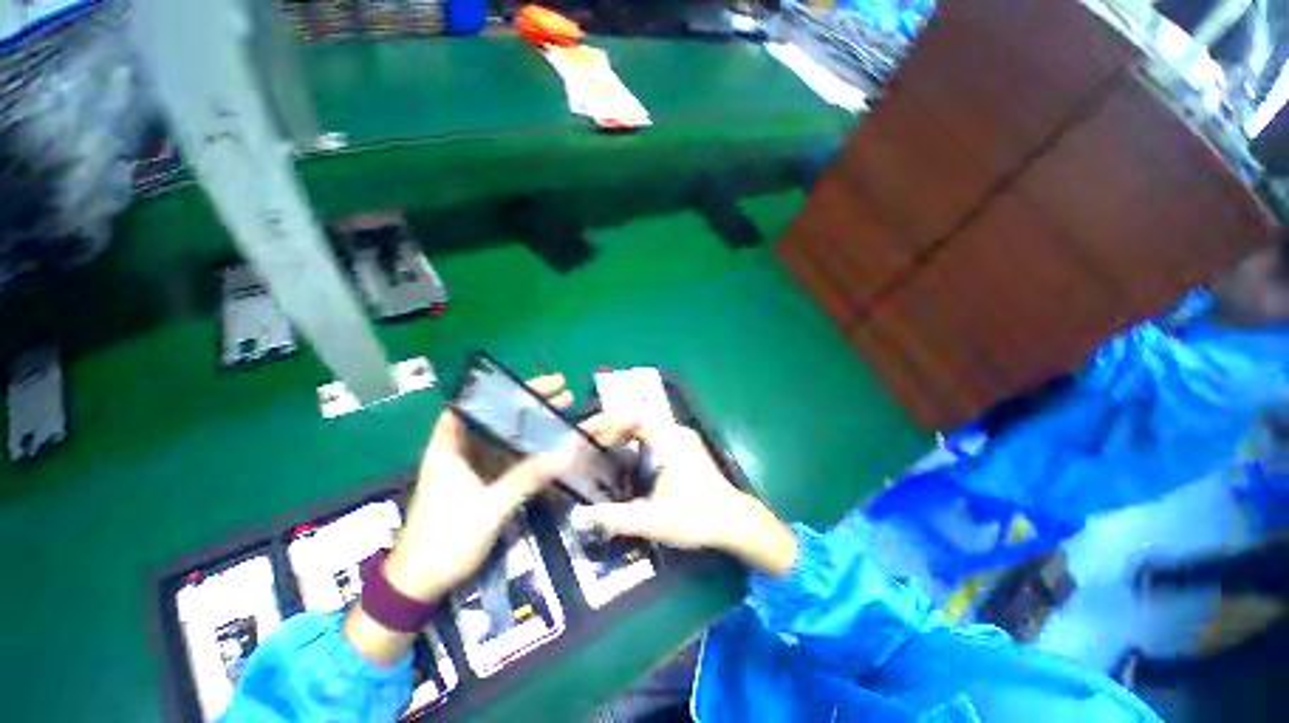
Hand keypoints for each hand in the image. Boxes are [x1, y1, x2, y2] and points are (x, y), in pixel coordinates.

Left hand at [383, 374, 574, 602]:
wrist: (420, 584)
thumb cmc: (445, 540)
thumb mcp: (490, 507)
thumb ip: (527, 477)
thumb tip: (566, 452)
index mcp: (449, 448)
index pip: (469, 405)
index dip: (497, 389)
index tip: (529, 382)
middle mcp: (460, 451)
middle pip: (495, 417)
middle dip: (528, 403)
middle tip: (560, 390)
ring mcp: (472, 468)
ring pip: (505, 436)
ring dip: (531, 424)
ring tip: (563, 409)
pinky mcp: (482, 483)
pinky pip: (509, 457)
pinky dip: (528, 448)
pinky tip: (549, 442)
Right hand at [576, 419, 797, 575]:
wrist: (735, 522)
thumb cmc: (696, 517)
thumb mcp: (653, 520)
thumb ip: (615, 518)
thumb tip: (578, 517)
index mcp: (668, 439)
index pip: (632, 415)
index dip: (606, 420)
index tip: (585, 433)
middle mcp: (676, 431)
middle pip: (637, 416)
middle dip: (611, 427)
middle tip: (589, 444)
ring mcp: (682, 438)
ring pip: (646, 424)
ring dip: (623, 432)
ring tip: (602, 449)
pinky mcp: (685, 447)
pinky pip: (654, 433)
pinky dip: (635, 439)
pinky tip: (626, 457)